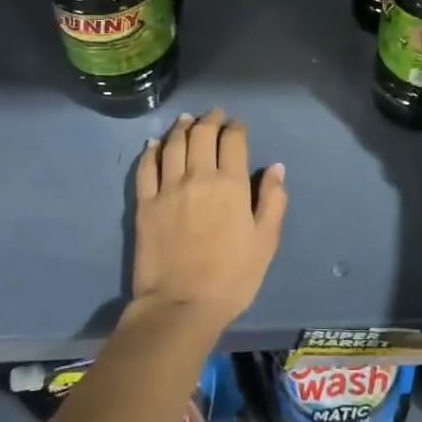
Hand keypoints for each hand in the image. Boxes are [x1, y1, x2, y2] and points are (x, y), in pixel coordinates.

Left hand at [132, 109, 287, 328]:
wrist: (181, 306)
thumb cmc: (232, 277)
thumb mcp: (266, 241)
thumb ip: (273, 200)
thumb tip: (277, 167)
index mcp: (231, 184)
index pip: (233, 140)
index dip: (236, 128)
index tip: (238, 125)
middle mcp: (198, 176)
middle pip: (202, 134)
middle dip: (210, 119)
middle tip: (215, 115)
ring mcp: (168, 188)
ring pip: (173, 144)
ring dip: (182, 128)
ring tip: (187, 120)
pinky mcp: (145, 204)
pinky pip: (146, 167)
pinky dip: (151, 151)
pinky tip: (155, 144)